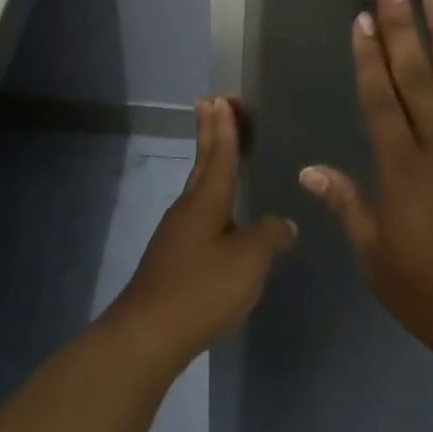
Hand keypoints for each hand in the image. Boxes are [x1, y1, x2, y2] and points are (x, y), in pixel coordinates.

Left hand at [109, 97, 297, 369]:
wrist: (149, 334)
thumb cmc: (202, 289)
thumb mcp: (248, 261)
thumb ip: (269, 237)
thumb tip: (284, 224)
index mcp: (207, 201)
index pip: (220, 154)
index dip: (225, 127)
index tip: (221, 98)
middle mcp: (188, 208)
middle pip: (203, 162)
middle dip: (210, 132)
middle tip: (213, 103)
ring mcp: (176, 233)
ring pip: (198, 188)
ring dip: (209, 163)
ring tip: (221, 152)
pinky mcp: (172, 257)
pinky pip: (197, 214)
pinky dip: (210, 199)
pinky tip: (220, 217)